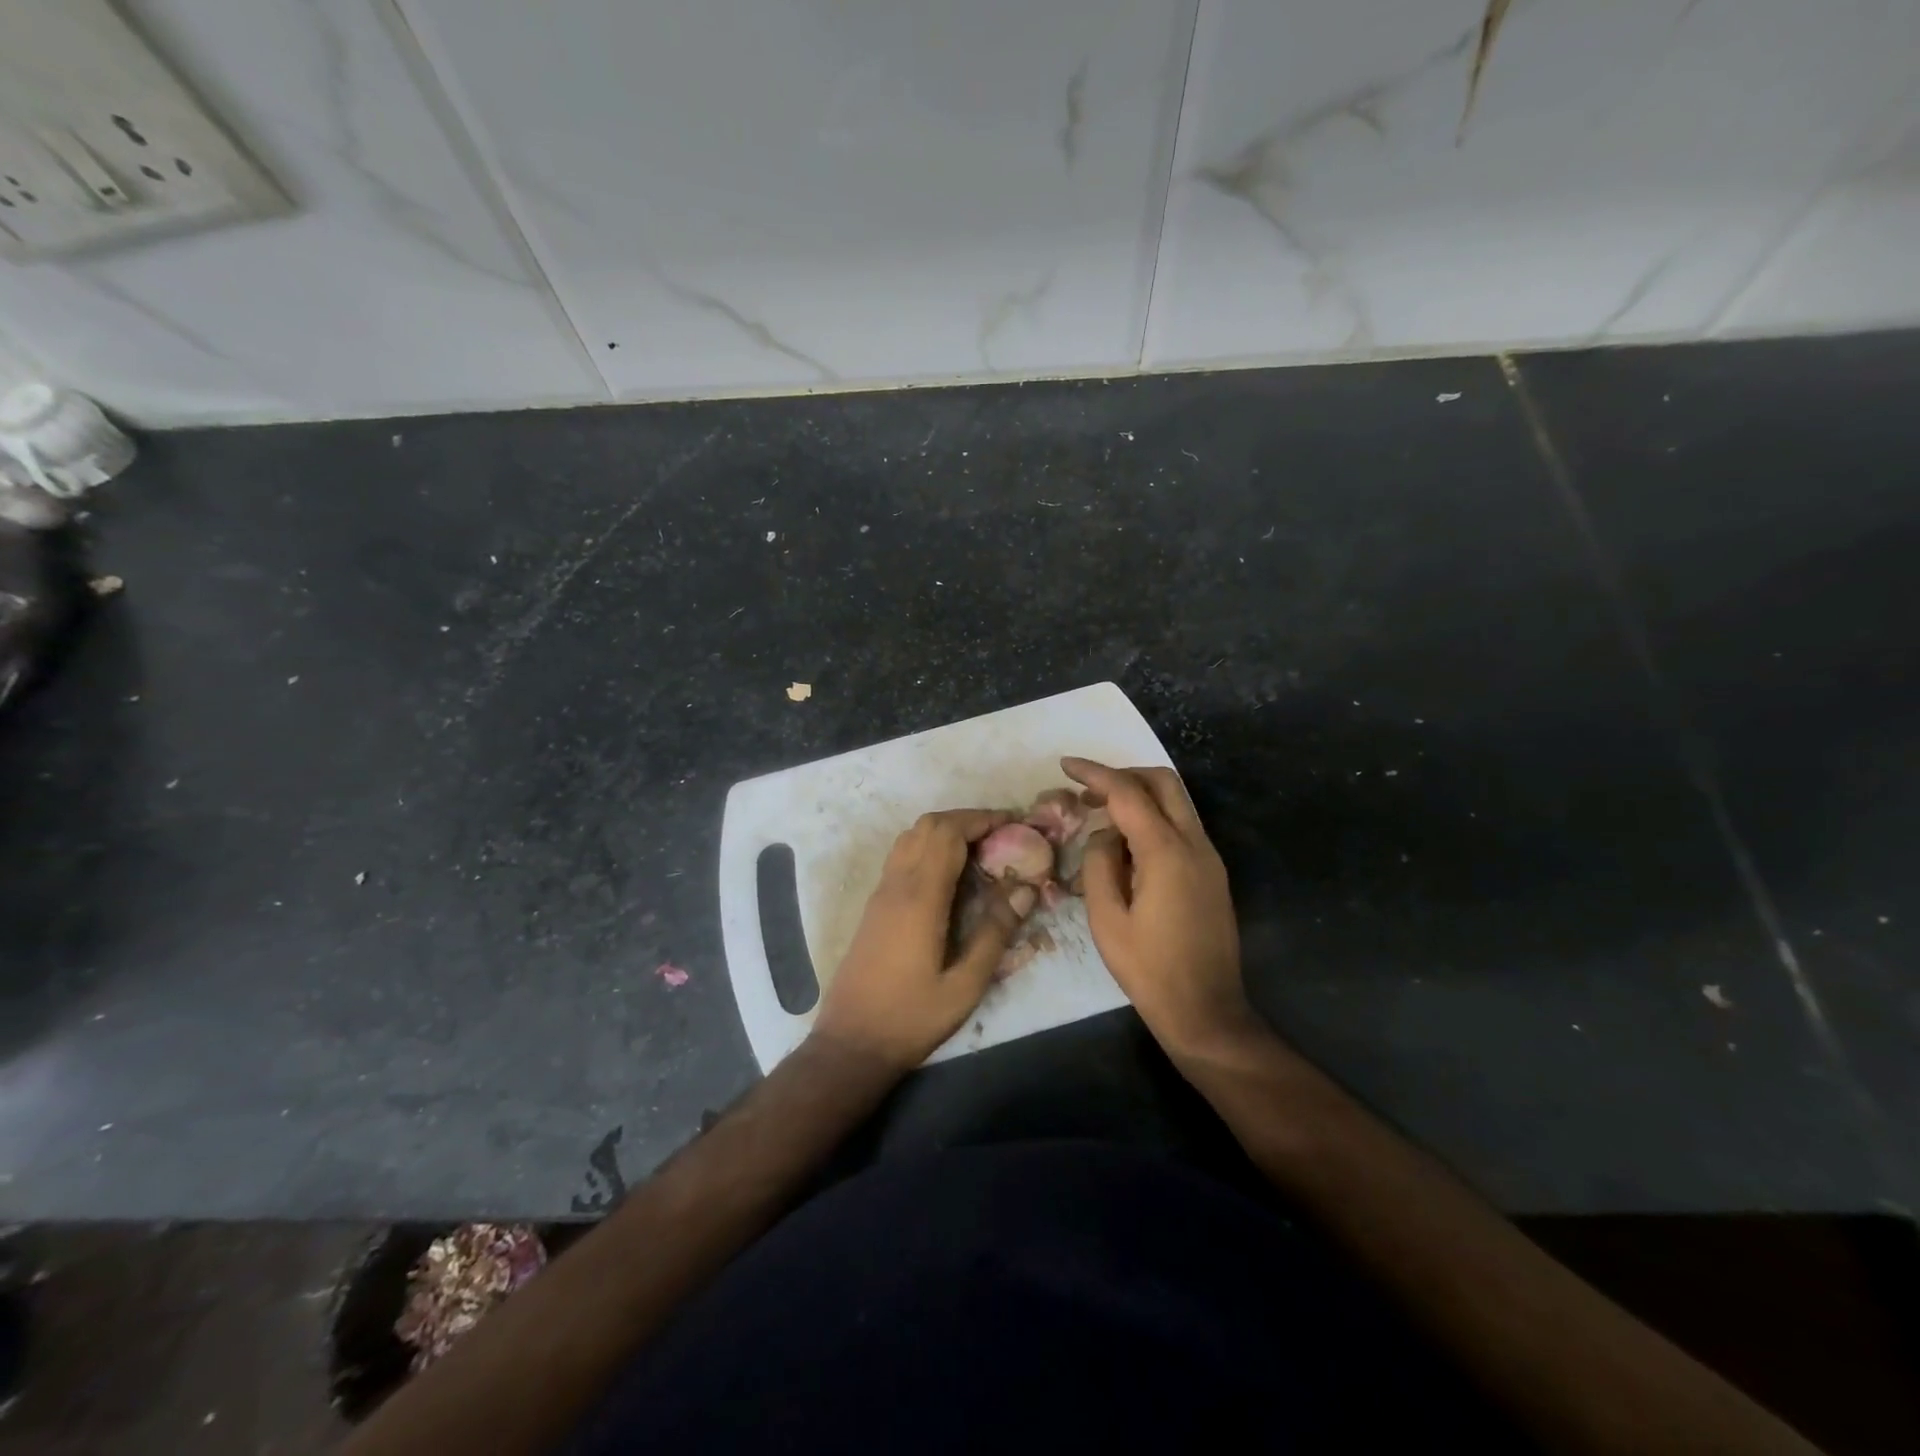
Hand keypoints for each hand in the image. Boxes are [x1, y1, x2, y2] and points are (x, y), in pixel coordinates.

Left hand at [811, 809, 1037, 1073]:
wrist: (851, 1042)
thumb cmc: (911, 1018)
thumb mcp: (965, 985)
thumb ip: (995, 933)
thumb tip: (1025, 888)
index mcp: (920, 897)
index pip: (949, 833)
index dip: (982, 819)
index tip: (1014, 823)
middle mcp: (897, 884)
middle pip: (928, 825)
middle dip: (967, 819)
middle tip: (1002, 835)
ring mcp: (881, 892)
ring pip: (911, 836)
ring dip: (946, 830)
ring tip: (980, 850)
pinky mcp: (875, 905)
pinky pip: (902, 855)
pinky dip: (929, 846)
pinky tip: (950, 874)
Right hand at [1063, 758, 1255, 1059]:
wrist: (1207, 1011)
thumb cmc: (1149, 970)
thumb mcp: (1106, 919)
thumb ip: (1099, 864)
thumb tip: (1105, 835)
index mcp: (1166, 853)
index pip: (1128, 793)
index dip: (1095, 773)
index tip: (1066, 765)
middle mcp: (1195, 844)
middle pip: (1162, 782)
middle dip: (1123, 775)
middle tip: (1087, 791)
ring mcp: (1209, 857)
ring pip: (1175, 802)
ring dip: (1139, 796)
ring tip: (1101, 818)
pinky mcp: (1212, 873)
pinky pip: (1180, 827)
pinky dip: (1152, 819)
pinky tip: (1126, 846)